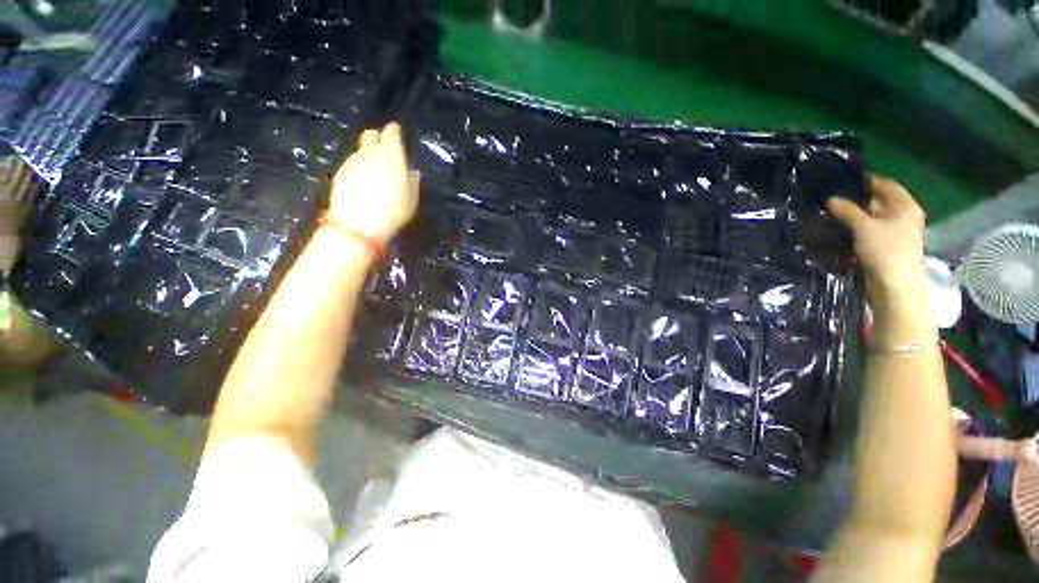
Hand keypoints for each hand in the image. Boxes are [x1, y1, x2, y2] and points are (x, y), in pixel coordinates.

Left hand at [328, 123, 419, 245]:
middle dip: (377, 138)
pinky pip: (353, 164)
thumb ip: (412, 182)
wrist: (358, 224)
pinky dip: (359, 168)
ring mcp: (352, 162)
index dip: (394, 132)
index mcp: (391, 156)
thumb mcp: (411, 199)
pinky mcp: (340, 173)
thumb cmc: (393, 211)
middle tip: (383, 148)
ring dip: (368, 156)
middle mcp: (370, 153)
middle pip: (370, 136)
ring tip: (375, 171)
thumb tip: (411, 172)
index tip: (396, 133)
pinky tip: (364, 183)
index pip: (391, 133)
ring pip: (361, 151)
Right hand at [826, 176, 927, 311]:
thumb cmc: (885, 250)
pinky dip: (856, 230)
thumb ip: (847, 211)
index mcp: (905, 206)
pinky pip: (868, 232)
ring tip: (831, 214)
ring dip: (854, 217)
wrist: (894, 284)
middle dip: (857, 200)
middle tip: (832, 198)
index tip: (843, 181)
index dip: (866, 181)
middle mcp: (903, 216)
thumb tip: (830, 199)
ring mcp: (895, 233)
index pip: (885, 185)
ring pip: (872, 218)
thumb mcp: (863, 226)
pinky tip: (839, 230)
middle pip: (878, 202)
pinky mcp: (885, 247)